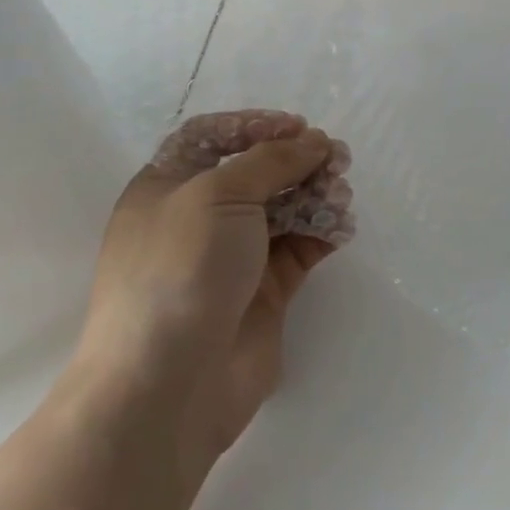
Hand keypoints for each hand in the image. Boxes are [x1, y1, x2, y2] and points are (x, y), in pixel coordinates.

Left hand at [78, 123, 337, 457]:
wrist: (168, 383)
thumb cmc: (181, 269)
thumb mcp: (219, 194)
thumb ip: (271, 160)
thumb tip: (313, 142)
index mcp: (168, 187)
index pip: (212, 138)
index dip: (255, 125)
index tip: (299, 126)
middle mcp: (199, 218)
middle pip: (256, 173)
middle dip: (297, 160)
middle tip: (337, 159)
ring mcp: (233, 257)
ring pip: (284, 209)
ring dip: (316, 194)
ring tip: (341, 194)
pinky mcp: (264, 291)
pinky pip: (300, 248)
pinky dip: (323, 232)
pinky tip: (341, 227)